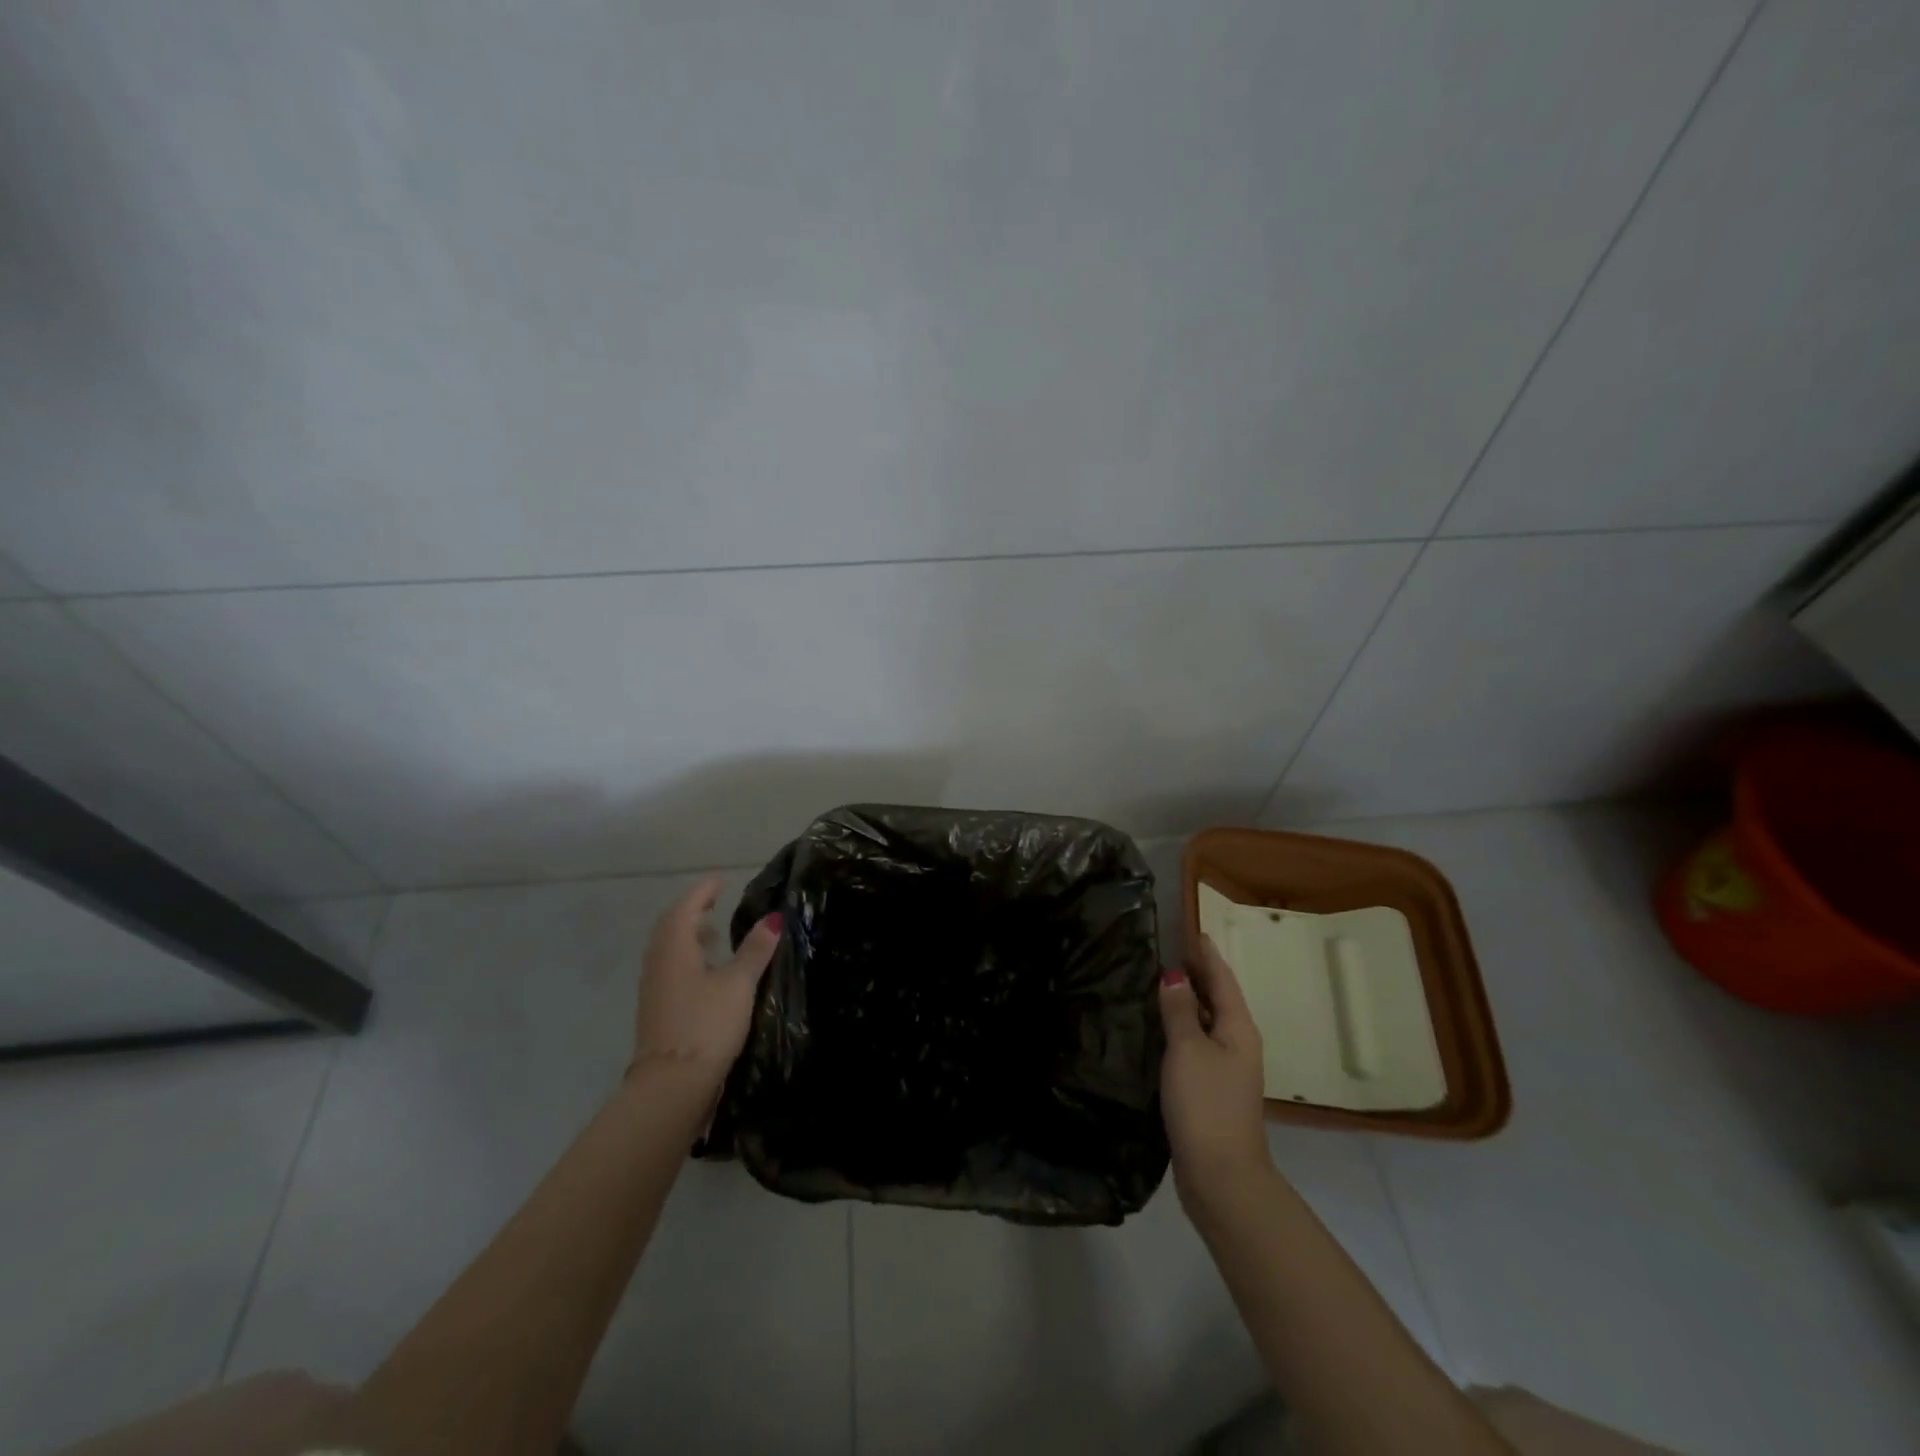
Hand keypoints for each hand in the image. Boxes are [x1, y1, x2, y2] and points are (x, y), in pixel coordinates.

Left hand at [632, 876, 782, 1088]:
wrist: (672, 1086)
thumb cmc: (706, 1025)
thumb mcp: (738, 984)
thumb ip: (755, 950)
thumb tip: (774, 918)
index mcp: (675, 948)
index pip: (687, 908)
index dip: (703, 892)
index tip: (719, 880)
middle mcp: (659, 963)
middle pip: (671, 927)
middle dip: (692, 911)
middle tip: (714, 902)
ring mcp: (655, 988)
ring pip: (669, 950)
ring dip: (688, 936)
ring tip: (713, 934)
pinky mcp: (658, 1010)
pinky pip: (670, 969)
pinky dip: (687, 958)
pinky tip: (707, 971)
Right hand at [1160, 934, 1273, 1219]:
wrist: (1221, 1176)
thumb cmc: (1206, 1104)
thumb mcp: (1188, 1050)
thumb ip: (1179, 1011)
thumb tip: (1173, 976)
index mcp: (1238, 1028)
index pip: (1221, 978)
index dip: (1206, 953)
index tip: (1191, 929)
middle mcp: (1237, 1043)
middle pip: (1217, 997)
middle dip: (1196, 972)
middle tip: (1167, 948)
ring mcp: (1225, 1068)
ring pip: (1205, 1021)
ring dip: (1186, 999)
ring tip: (1158, 978)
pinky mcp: (1210, 1088)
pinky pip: (1196, 1043)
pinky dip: (1180, 1026)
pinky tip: (1159, 1026)